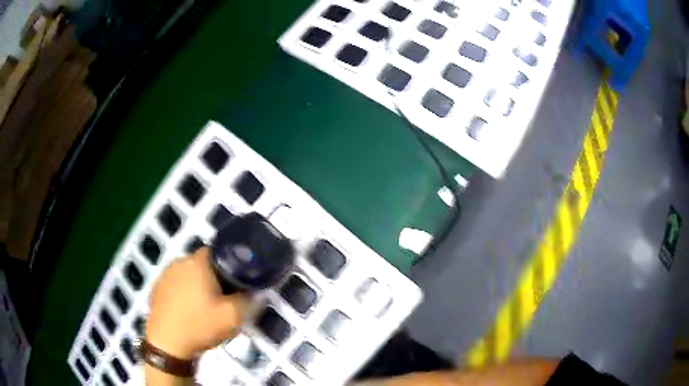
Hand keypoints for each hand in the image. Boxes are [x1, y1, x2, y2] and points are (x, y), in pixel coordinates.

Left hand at [145, 247, 246, 359]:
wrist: (167, 344)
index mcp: (197, 263)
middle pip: (202, 264)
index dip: (229, 266)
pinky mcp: (156, 288)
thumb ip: (248, 301)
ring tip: (203, 306)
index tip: (235, 284)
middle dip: (213, 277)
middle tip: (222, 299)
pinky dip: (183, 293)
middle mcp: (179, 262)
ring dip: (197, 285)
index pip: (217, 252)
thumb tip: (255, 293)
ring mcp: (164, 274)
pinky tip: (187, 311)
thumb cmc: (200, 326)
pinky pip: (175, 284)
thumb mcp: (233, 317)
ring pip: (187, 274)